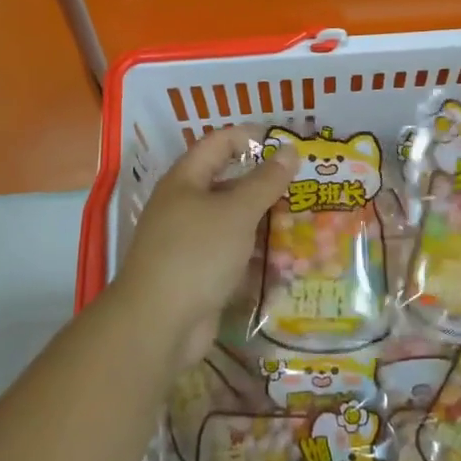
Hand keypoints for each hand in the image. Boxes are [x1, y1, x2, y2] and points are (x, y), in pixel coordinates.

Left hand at [109, 125, 294, 368]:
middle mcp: (183, 206)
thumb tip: (290, 150)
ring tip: (302, 222)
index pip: (219, 143)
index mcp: (185, 180)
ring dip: (263, 222)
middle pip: (227, 183)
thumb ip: (265, 181)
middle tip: (302, 186)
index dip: (250, 137)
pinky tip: (283, 261)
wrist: (158, 324)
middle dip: (263, 184)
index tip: (286, 145)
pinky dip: (254, 255)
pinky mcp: (197, 273)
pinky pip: (231, 254)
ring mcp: (189, 241)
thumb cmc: (197, 254)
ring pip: (232, 222)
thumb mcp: (237, 212)